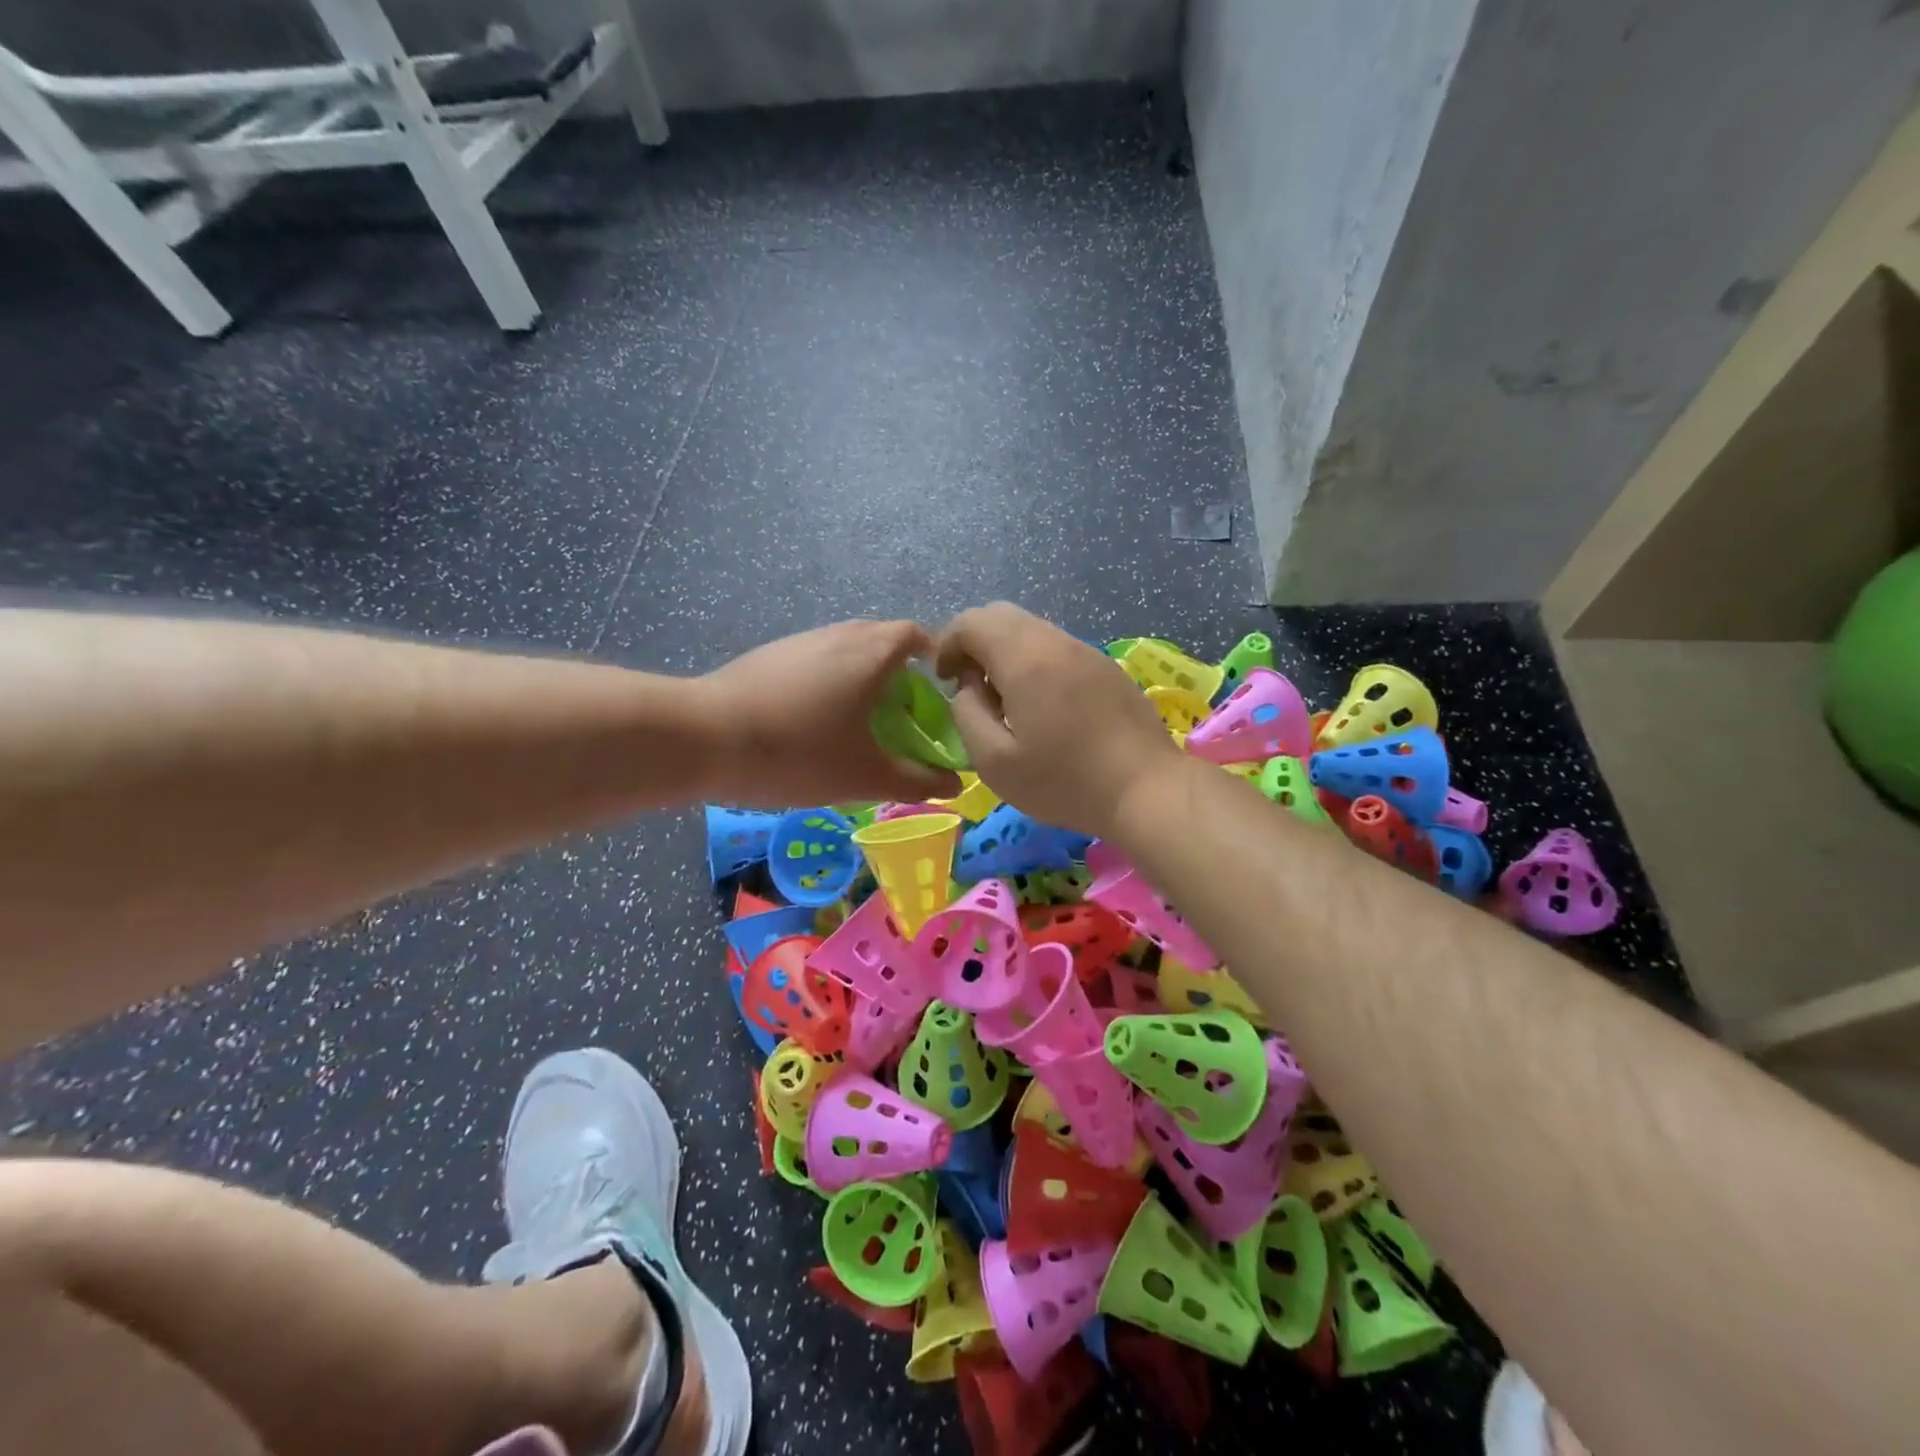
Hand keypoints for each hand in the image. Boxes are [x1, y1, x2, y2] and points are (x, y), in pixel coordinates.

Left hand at [697, 619, 963, 807]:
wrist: (704, 737)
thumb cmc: (798, 752)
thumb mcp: (864, 776)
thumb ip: (915, 780)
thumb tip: (954, 786)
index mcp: (871, 653)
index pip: (915, 635)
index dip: (933, 657)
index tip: (936, 691)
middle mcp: (838, 635)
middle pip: (880, 640)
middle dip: (898, 672)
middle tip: (900, 713)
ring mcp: (798, 642)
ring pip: (844, 650)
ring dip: (859, 677)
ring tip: (856, 722)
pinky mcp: (766, 656)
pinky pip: (813, 661)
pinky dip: (826, 682)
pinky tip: (810, 723)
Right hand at [934, 602, 1182, 838]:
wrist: (1146, 790)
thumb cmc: (1064, 781)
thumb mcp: (994, 762)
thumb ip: (966, 714)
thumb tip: (967, 687)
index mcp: (1024, 658)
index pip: (971, 621)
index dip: (947, 644)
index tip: (945, 681)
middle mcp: (1055, 642)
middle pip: (1001, 615)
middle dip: (974, 642)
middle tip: (971, 685)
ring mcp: (1086, 651)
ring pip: (1032, 629)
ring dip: (1006, 652)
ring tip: (1006, 699)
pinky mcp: (1106, 667)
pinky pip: (1058, 648)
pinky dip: (1035, 662)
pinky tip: (1043, 705)